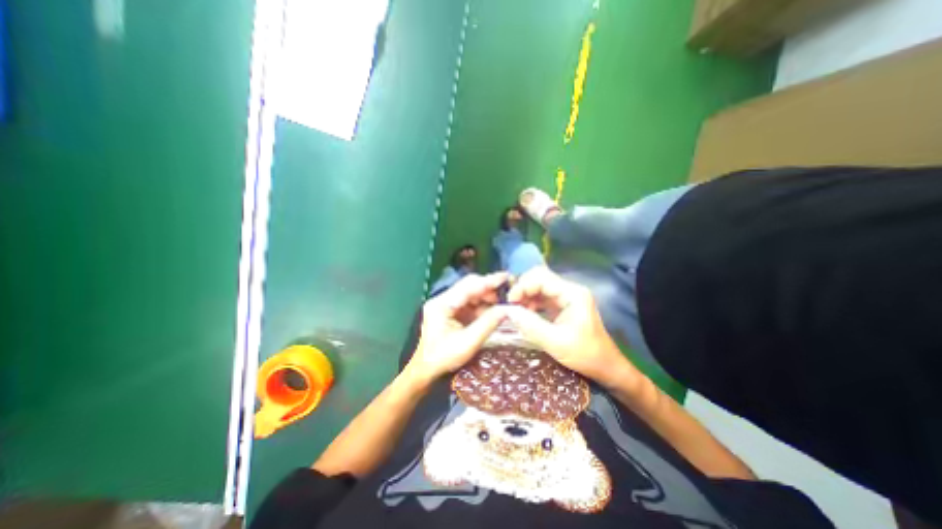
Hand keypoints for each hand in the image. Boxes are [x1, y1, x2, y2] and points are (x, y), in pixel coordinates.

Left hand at [405, 275, 508, 386]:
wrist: (425, 370)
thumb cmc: (443, 358)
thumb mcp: (468, 343)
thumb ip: (488, 324)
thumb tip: (507, 309)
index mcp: (442, 304)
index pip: (468, 286)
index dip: (488, 281)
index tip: (506, 277)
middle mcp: (442, 299)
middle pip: (468, 286)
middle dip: (488, 289)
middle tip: (507, 295)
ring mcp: (445, 304)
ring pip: (470, 294)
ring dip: (486, 298)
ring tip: (501, 304)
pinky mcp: (449, 311)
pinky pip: (468, 303)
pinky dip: (481, 306)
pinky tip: (491, 311)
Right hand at [504, 266, 644, 390]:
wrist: (605, 367)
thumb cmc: (585, 355)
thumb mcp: (556, 342)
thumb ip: (531, 325)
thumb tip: (508, 311)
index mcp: (572, 294)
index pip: (542, 277)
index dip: (523, 286)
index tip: (509, 301)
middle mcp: (569, 290)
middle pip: (539, 278)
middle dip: (522, 288)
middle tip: (510, 304)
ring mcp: (566, 297)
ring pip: (539, 287)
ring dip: (525, 296)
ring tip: (514, 310)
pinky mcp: (562, 306)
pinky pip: (542, 298)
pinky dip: (530, 303)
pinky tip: (523, 314)